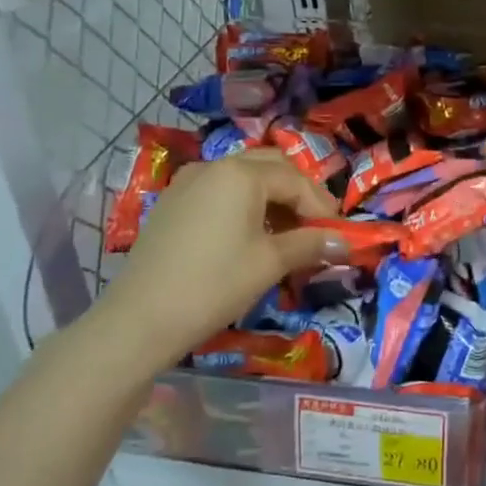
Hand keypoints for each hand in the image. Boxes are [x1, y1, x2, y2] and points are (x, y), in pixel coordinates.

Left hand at [90, 148, 343, 368]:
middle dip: (299, 193)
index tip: (339, 235)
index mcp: (241, 173)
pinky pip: (219, 191)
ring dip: (271, 197)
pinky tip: (249, 234)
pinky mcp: (172, 203)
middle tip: (316, 225)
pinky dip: (243, 203)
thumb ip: (310, 244)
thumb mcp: (270, 263)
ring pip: (243, 176)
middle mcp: (214, 166)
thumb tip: (344, 242)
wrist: (141, 319)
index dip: (322, 207)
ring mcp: (188, 182)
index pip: (296, 180)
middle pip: (270, 167)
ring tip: (287, 232)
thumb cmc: (215, 284)